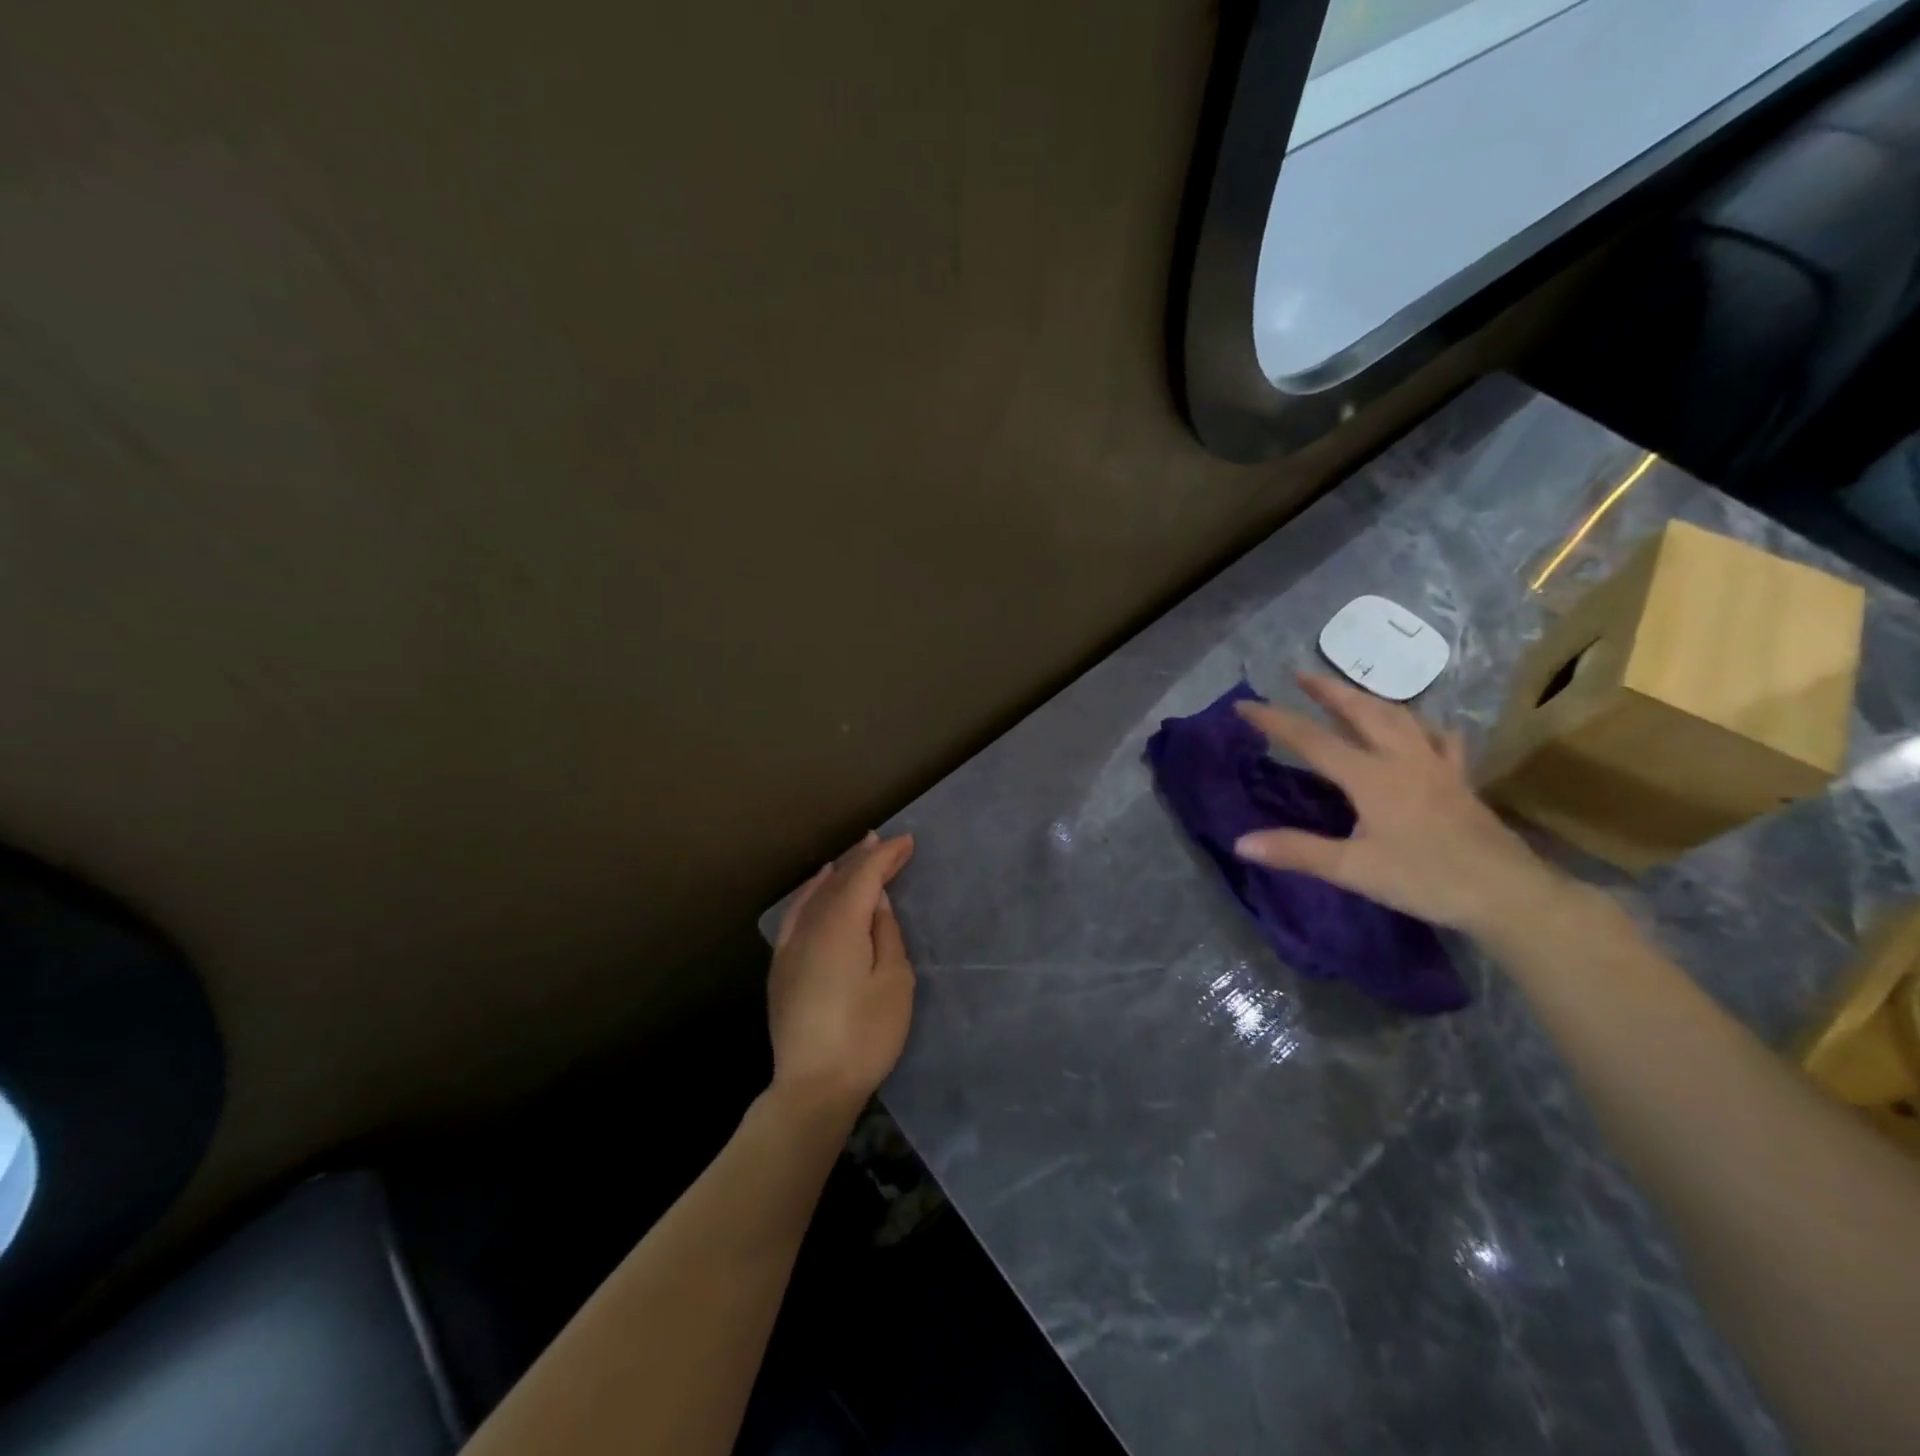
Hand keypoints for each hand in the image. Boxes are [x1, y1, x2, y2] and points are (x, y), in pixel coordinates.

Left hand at [768, 831, 915, 1119]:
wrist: (813, 1086)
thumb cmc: (865, 1035)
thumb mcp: (894, 981)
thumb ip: (885, 933)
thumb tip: (876, 901)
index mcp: (841, 926)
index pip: (864, 876)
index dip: (886, 856)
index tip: (908, 842)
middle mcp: (810, 926)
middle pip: (839, 880)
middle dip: (864, 858)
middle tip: (886, 841)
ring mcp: (790, 945)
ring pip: (816, 894)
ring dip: (839, 872)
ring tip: (856, 854)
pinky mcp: (781, 965)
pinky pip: (797, 912)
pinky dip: (811, 892)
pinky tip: (817, 888)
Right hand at [1233, 673, 1558, 934]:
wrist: (1510, 895)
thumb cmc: (1426, 880)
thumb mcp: (1354, 870)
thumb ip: (1297, 851)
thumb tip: (1241, 842)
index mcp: (1371, 777)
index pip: (1312, 740)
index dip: (1275, 720)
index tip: (1243, 704)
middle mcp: (1403, 760)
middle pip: (1361, 711)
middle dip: (1328, 690)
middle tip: (1300, 674)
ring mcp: (1436, 767)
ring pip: (1400, 717)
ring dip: (1368, 699)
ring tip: (1348, 693)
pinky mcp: (1460, 782)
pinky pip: (1441, 740)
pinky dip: (1423, 726)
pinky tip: (1420, 729)